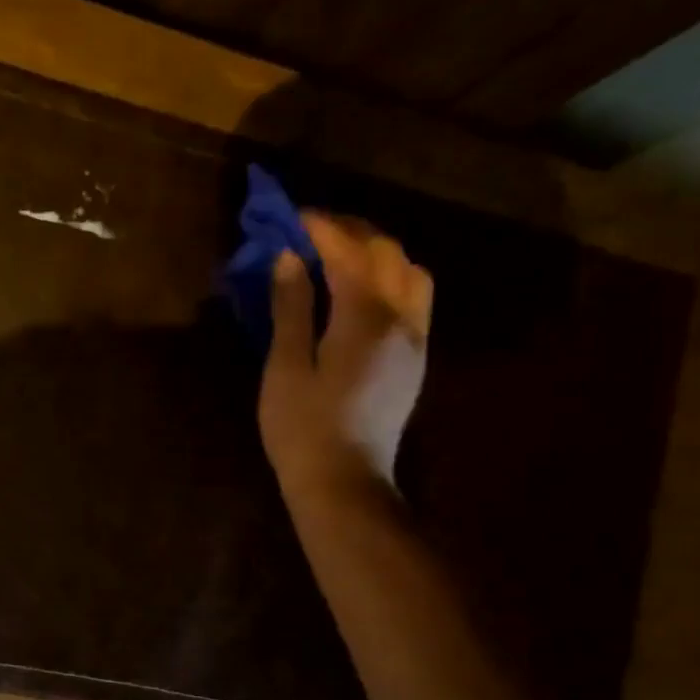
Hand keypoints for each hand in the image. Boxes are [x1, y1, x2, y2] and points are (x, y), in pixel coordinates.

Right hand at [259, 211, 432, 500]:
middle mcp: (402, 320)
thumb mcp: (285, 368)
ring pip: (410, 273)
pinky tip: (361, 291)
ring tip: (340, 256)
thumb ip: (292, 309)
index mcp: (366, 319)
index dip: (322, 229)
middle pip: (388, 254)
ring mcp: (415, 341)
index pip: (349, 253)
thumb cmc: (303, 429)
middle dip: (352, 232)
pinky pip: (413, 299)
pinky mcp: (415, 361)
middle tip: (313, 230)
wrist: (343, 483)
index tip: (294, 215)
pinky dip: (389, 278)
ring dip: (378, 253)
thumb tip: (289, 259)